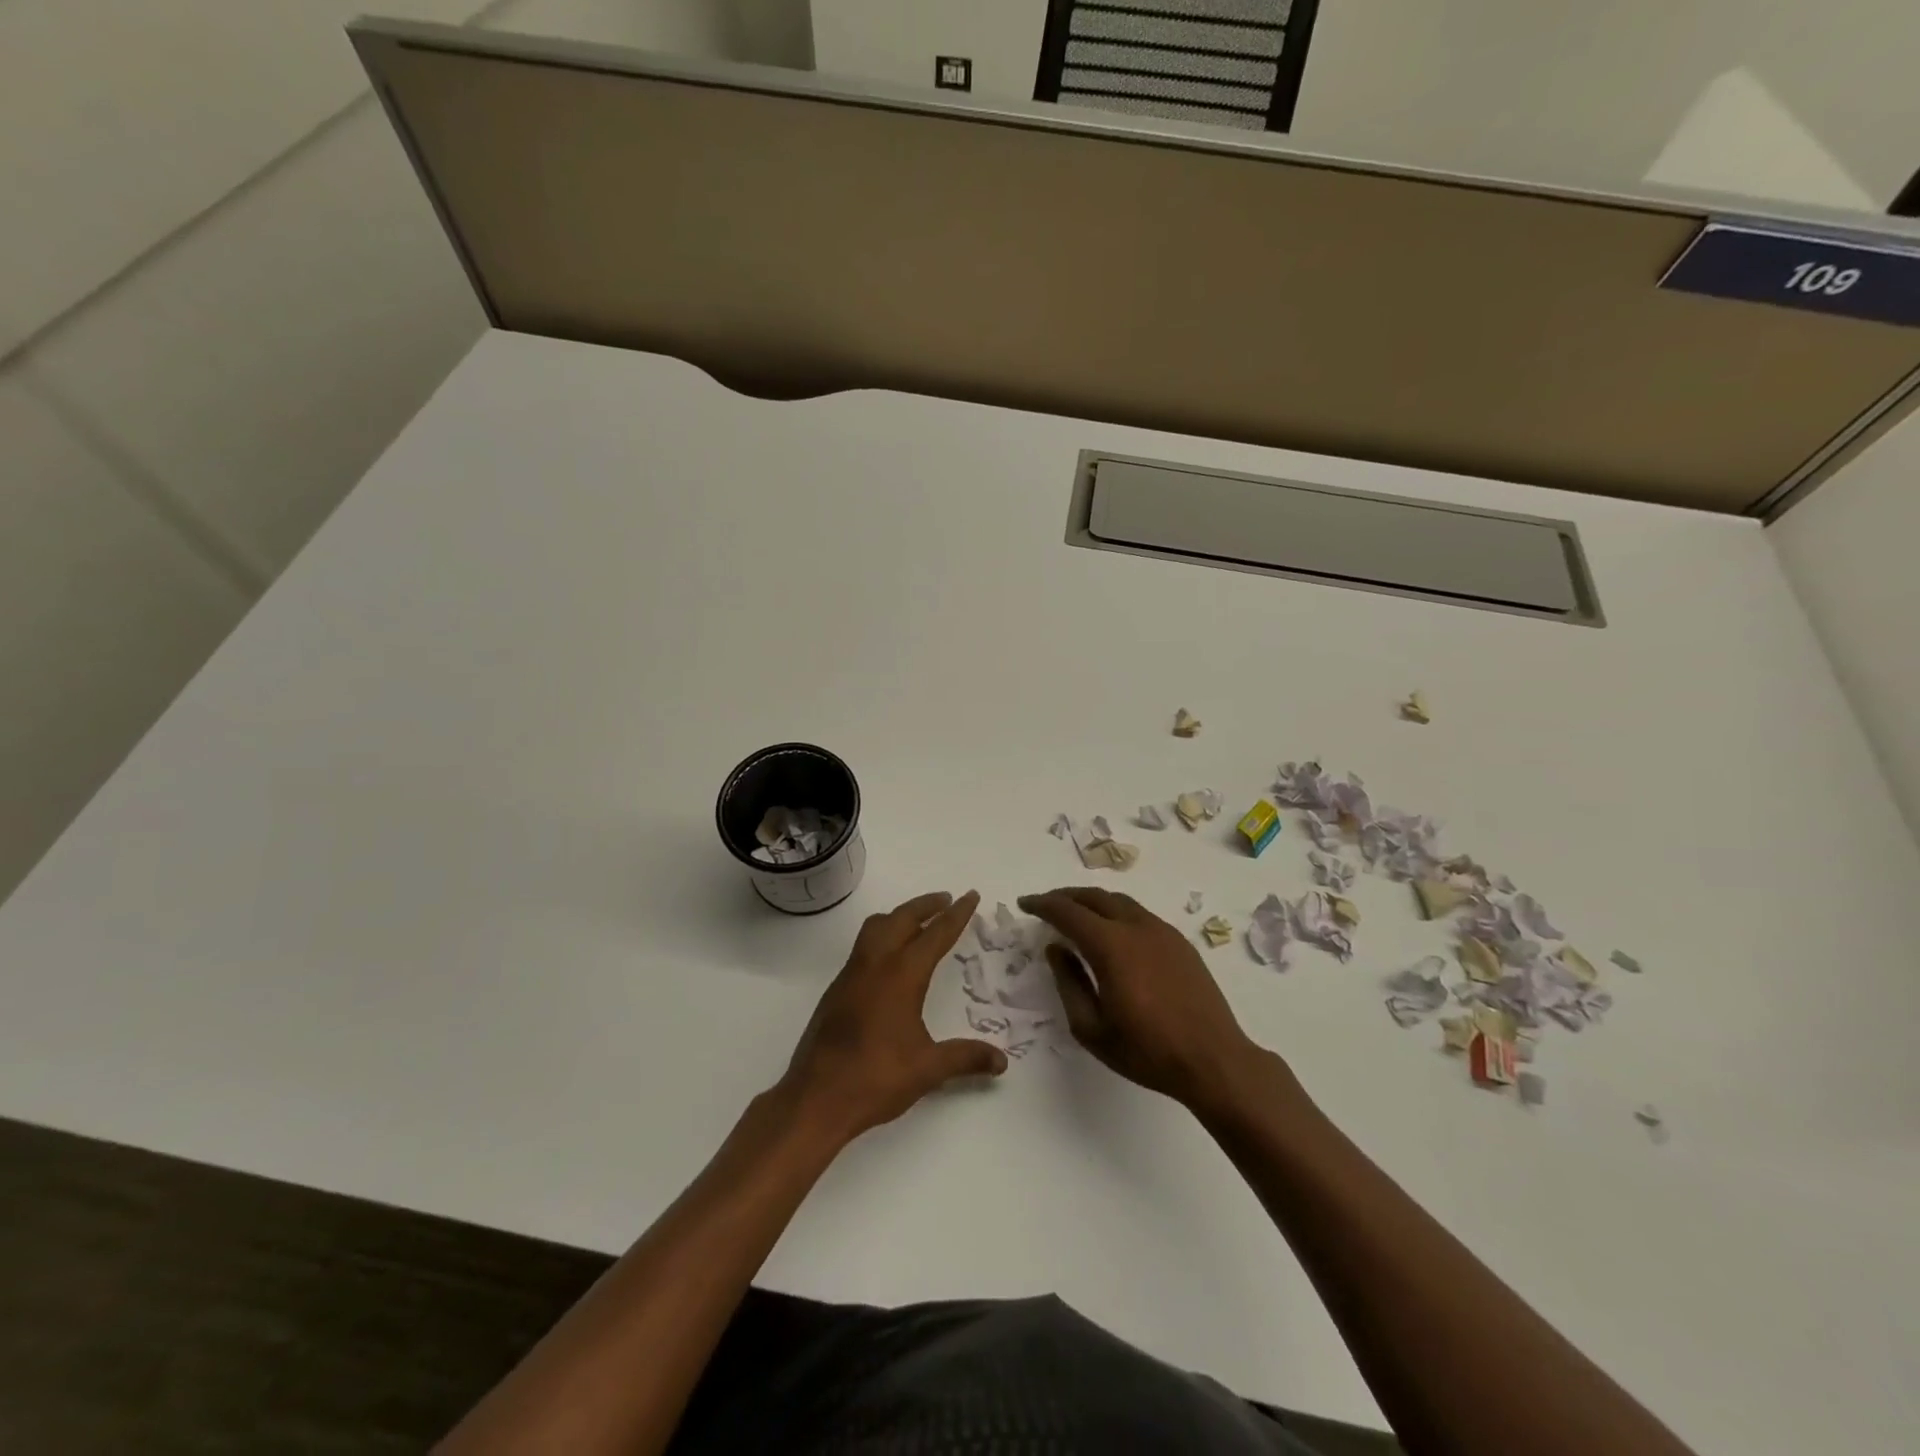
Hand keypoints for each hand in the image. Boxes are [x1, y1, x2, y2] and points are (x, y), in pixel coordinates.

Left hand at [778, 890, 1007, 1145]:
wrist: (816, 1098)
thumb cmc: (875, 1078)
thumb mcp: (928, 1069)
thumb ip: (966, 1058)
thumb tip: (1002, 1061)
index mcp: (901, 975)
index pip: (935, 934)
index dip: (956, 914)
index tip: (970, 895)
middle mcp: (875, 964)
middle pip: (902, 918)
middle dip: (926, 906)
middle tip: (946, 901)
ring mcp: (851, 974)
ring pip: (876, 927)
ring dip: (900, 916)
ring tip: (919, 922)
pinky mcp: (837, 989)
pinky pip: (863, 946)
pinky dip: (882, 936)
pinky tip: (891, 959)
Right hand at [1019, 887, 1273, 1112]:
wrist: (1214, 1061)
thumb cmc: (1147, 1051)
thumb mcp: (1092, 1028)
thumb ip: (1068, 983)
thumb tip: (1056, 949)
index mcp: (1111, 946)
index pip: (1068, 912)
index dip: (1043, 904)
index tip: (1025, 904)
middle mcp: (1137, 927)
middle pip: (1094, 897)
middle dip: (1066, 896)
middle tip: (1046, 904)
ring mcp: (1162, 932)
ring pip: (1120, 901)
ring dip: (1092, 901)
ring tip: (1076, 912)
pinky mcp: (1180, 942)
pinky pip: (1139, 914)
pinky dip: (1116, 912)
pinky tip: (1112, 931)